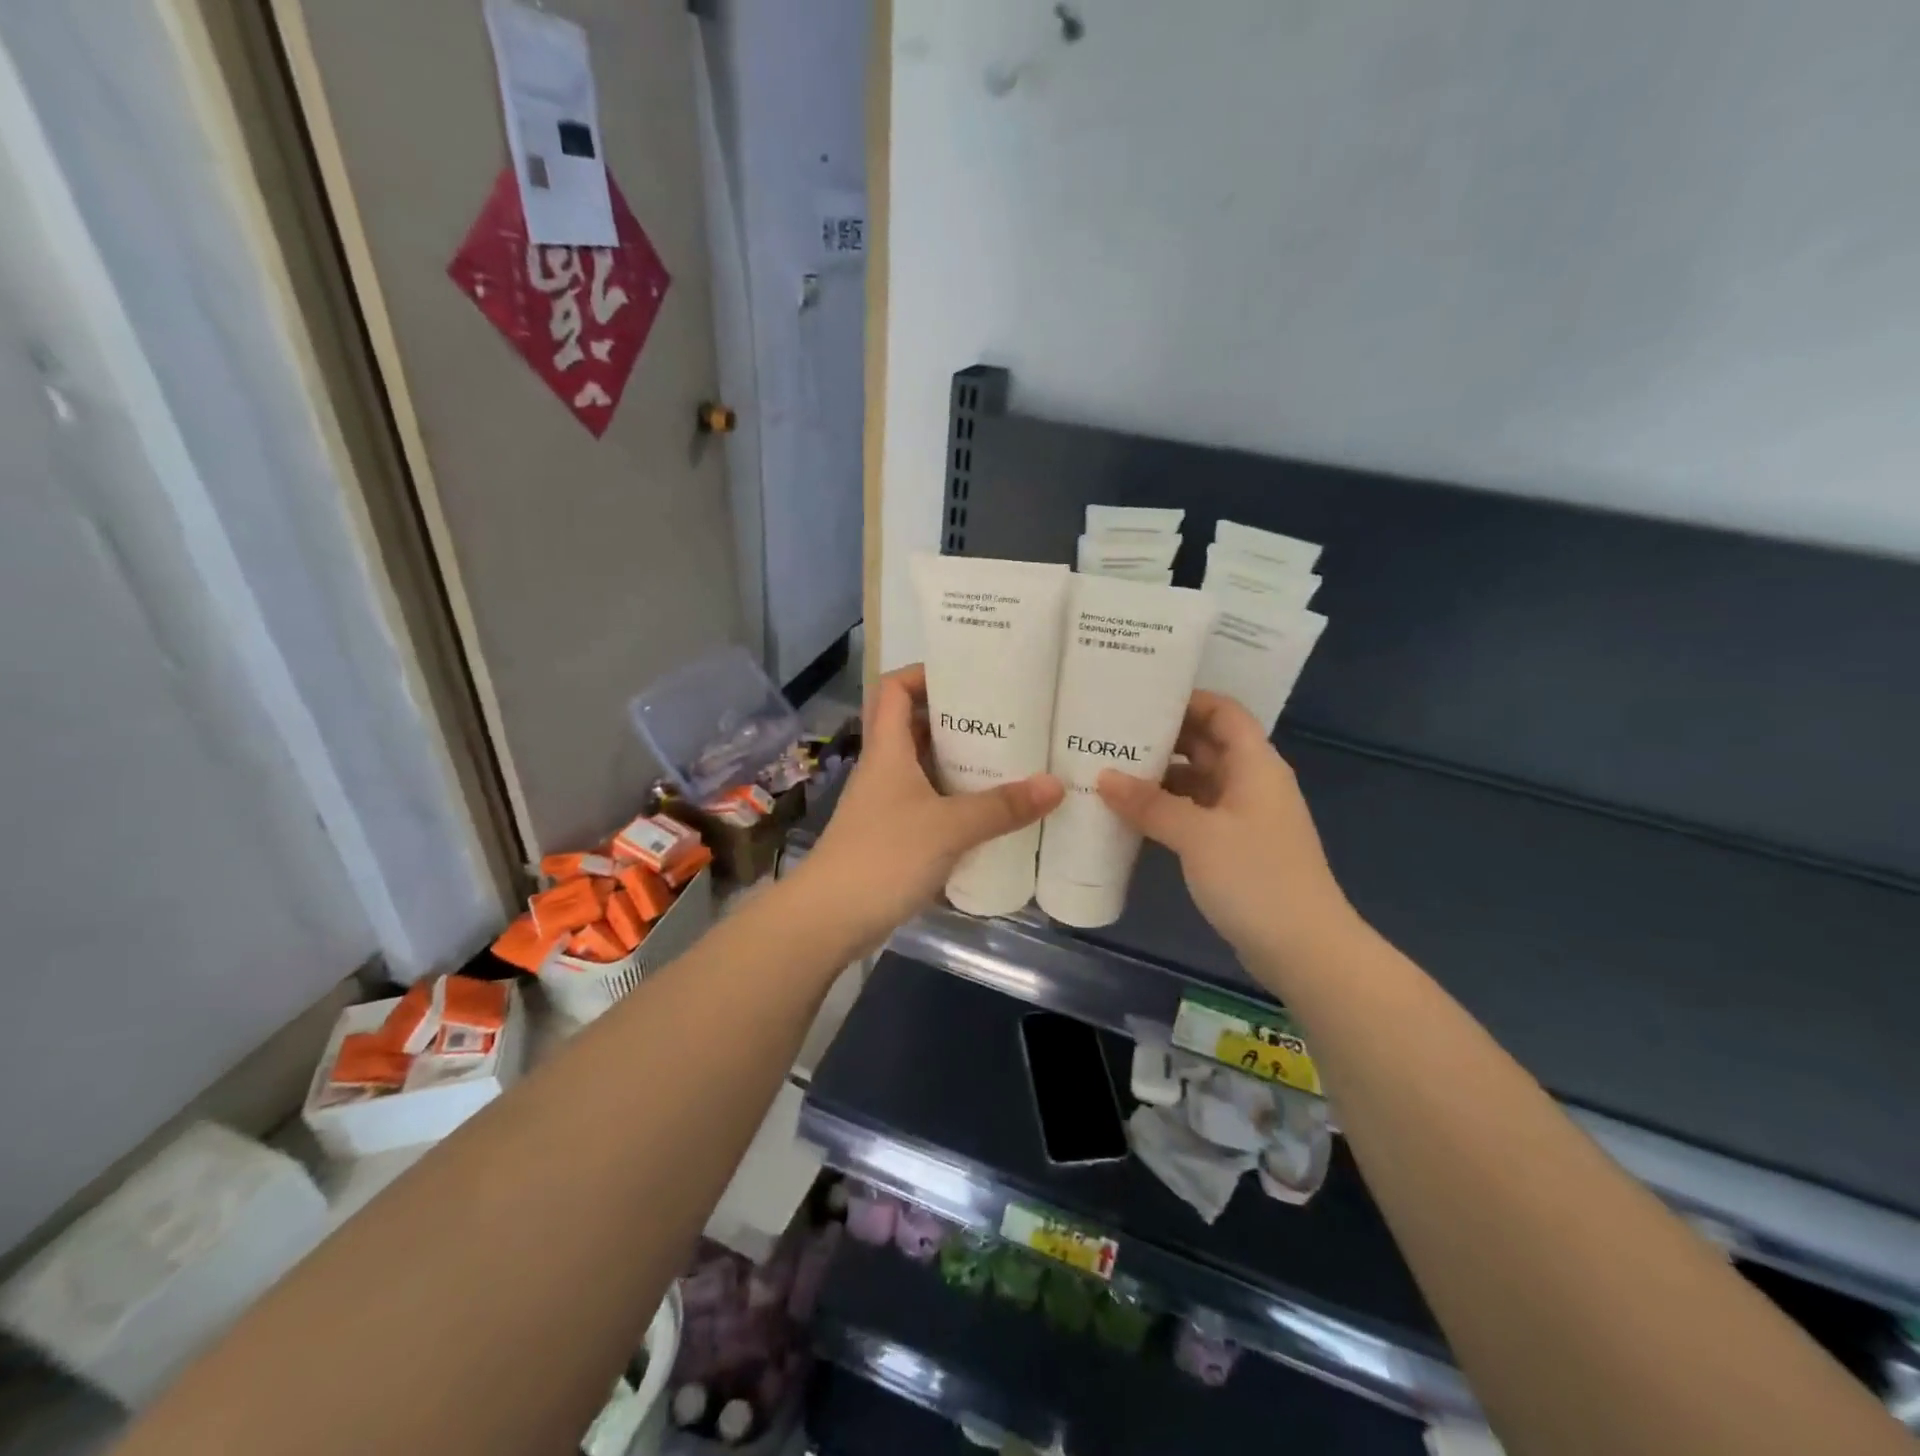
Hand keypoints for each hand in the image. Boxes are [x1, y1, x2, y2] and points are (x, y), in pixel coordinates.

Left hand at [798, 664, 1062, 949]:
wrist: (830, 918)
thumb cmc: (884, 856)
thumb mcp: (949, 827)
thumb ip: (1002, 806)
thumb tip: (1055, 784)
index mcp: (888, 749)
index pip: (895, 689)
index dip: (924, 673)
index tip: (967, 675)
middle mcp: (884, 769)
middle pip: (915, 726)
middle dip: (957, 718)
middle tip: (1006, 718)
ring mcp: (886, 804)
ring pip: (923, 767)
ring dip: (959, 762)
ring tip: (1008, 759)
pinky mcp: (893, 835)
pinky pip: (928, 803)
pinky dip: (955, 800)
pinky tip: (988, 812)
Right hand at [1096, 691, 1359, 976]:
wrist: (1303, 949)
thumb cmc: (1256, 878)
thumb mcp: (1197, 835)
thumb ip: (1149, 803)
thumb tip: (1103, 776)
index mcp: (1254, 765)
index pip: (1222, 712)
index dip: (1186, 700)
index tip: (1138, 698)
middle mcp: (1251, 782)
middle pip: (1205, 744)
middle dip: (1162, 737)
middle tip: (1110, 733)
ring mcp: (1243, 817)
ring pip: (1197, 781)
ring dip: (1160, 776)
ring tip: (1110, 771)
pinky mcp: (1234, 847)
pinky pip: (1195, 813)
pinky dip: (1166, 809)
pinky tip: (1131, 815)